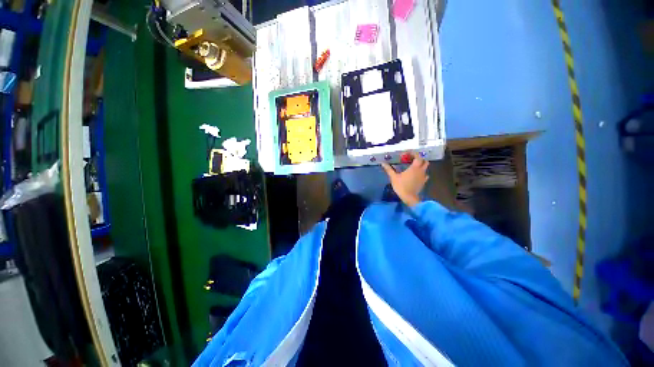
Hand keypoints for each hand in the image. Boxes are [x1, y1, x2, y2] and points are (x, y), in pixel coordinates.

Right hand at [381, 153, 429, 206]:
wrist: (409, 197)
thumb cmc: (401, 186)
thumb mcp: (393, 177)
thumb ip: (389, 169)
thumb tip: (382, 163)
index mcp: (414, 167)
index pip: (417, 156)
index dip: (413, 153)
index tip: (407, 154)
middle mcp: (420, 170)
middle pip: (424, 161)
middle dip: (419, 159)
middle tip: (411, 159)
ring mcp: (423, 176)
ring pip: (425, 168)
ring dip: (421, 165)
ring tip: (413, 167)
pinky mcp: (423, 182)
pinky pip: (425, 175)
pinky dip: (421, 173)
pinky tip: (416, 175)